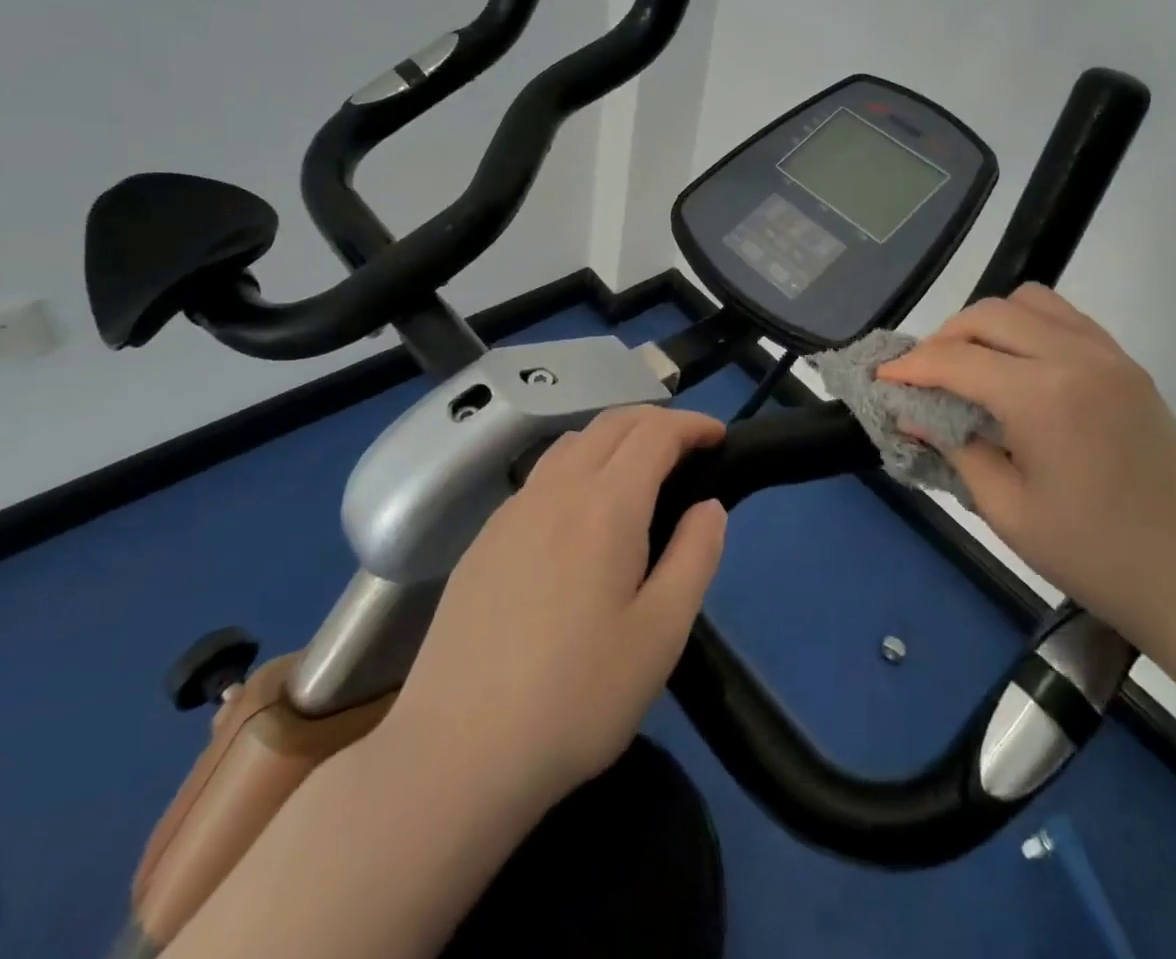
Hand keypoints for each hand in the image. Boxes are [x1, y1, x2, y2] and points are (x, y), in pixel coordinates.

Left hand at [386, 406, 727, 810]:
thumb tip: (709, 506)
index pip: (655, 433)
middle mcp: (556, 490)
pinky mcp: (484, 540)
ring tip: (640, 470)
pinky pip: (541, 475)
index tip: (719, 436)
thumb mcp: (661, 634)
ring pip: (572, 442)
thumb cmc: (576, 697)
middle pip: (612, 423)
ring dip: (615, 438)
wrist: (455, 755)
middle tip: (688, 447)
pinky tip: (581, 514)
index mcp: (606, 505)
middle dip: (657, 421)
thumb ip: (695, 556)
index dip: (692, 425)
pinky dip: (578, 465)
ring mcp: (512, 511)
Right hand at [880, 284, 1175, 642]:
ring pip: (1029, 302)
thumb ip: (954, 447)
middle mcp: (1075, 357)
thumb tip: (910, 412)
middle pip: (989, 316)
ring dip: (988, 323)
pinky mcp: (1127, 364)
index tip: (883, 380)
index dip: (912, 367)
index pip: (957, 360)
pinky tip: (1018, 365)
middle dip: (944, 337)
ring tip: (971, 362)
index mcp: (1042, 396)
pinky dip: (1029, 326)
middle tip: (923, 375)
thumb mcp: (1006, 510)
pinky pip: (1065, 318)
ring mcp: (1108, 355)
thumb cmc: (1094, 555)